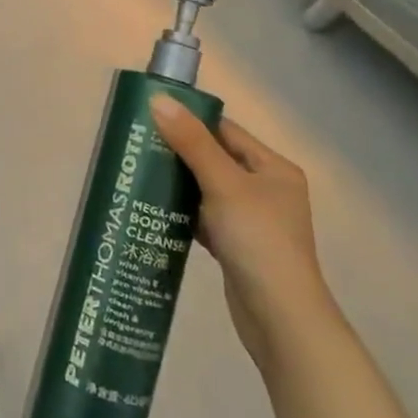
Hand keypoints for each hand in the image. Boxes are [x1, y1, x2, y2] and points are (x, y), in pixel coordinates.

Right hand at [150, 97, 337, 374]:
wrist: (280, 319)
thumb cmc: (257, 240)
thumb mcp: (223, 184)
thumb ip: (191, 142)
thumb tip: (158, 99)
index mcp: (273, 169)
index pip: (225, 131)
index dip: (190, 121)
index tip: (150, 117)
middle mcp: (267, 190)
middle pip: (215, 159)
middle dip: (178, 153)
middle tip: (138, 145)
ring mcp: (252, 220)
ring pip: (207, 190)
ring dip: (178, 184)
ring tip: (139, 173)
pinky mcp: (237, 246)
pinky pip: (205, 217)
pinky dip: (184, 213)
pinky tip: (156, 209)